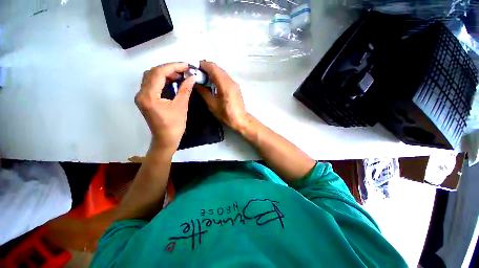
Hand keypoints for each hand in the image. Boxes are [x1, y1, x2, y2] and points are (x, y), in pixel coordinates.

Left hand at [135, 63, 194, 154]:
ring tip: (180, 75)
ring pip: (151, 77)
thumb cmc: (174, 126)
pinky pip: (152, 84)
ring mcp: (142, 96)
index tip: (186, 66)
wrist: (165, 140)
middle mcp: (141, 93)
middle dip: (169, 68)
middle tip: (184, 70)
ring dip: (165, 73)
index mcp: (149, 96)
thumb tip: (192, 77)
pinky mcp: (146, 99)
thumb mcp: (181, 107)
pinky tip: (173, 81)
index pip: (158, 73)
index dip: (173, 66)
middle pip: (152, 72)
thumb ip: (185, 90)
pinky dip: (162, 80)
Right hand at [197, 60, 250, 131]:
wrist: (240, 120)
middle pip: (217, 68)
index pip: (213, 67)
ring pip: (221, 72)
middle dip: (206, 68)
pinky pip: (225, 78)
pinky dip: (217, 77)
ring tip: (202, 78)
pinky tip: (212, 83)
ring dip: (212, 73)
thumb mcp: (212, 104)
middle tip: (196, 74)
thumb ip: (203, 92)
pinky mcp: (235, 87)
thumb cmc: (226, 114)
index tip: (193, 68)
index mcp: (225, 84)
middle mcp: (231, 81)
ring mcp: (234, 83)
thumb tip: (195, 83)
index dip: (202, 65)